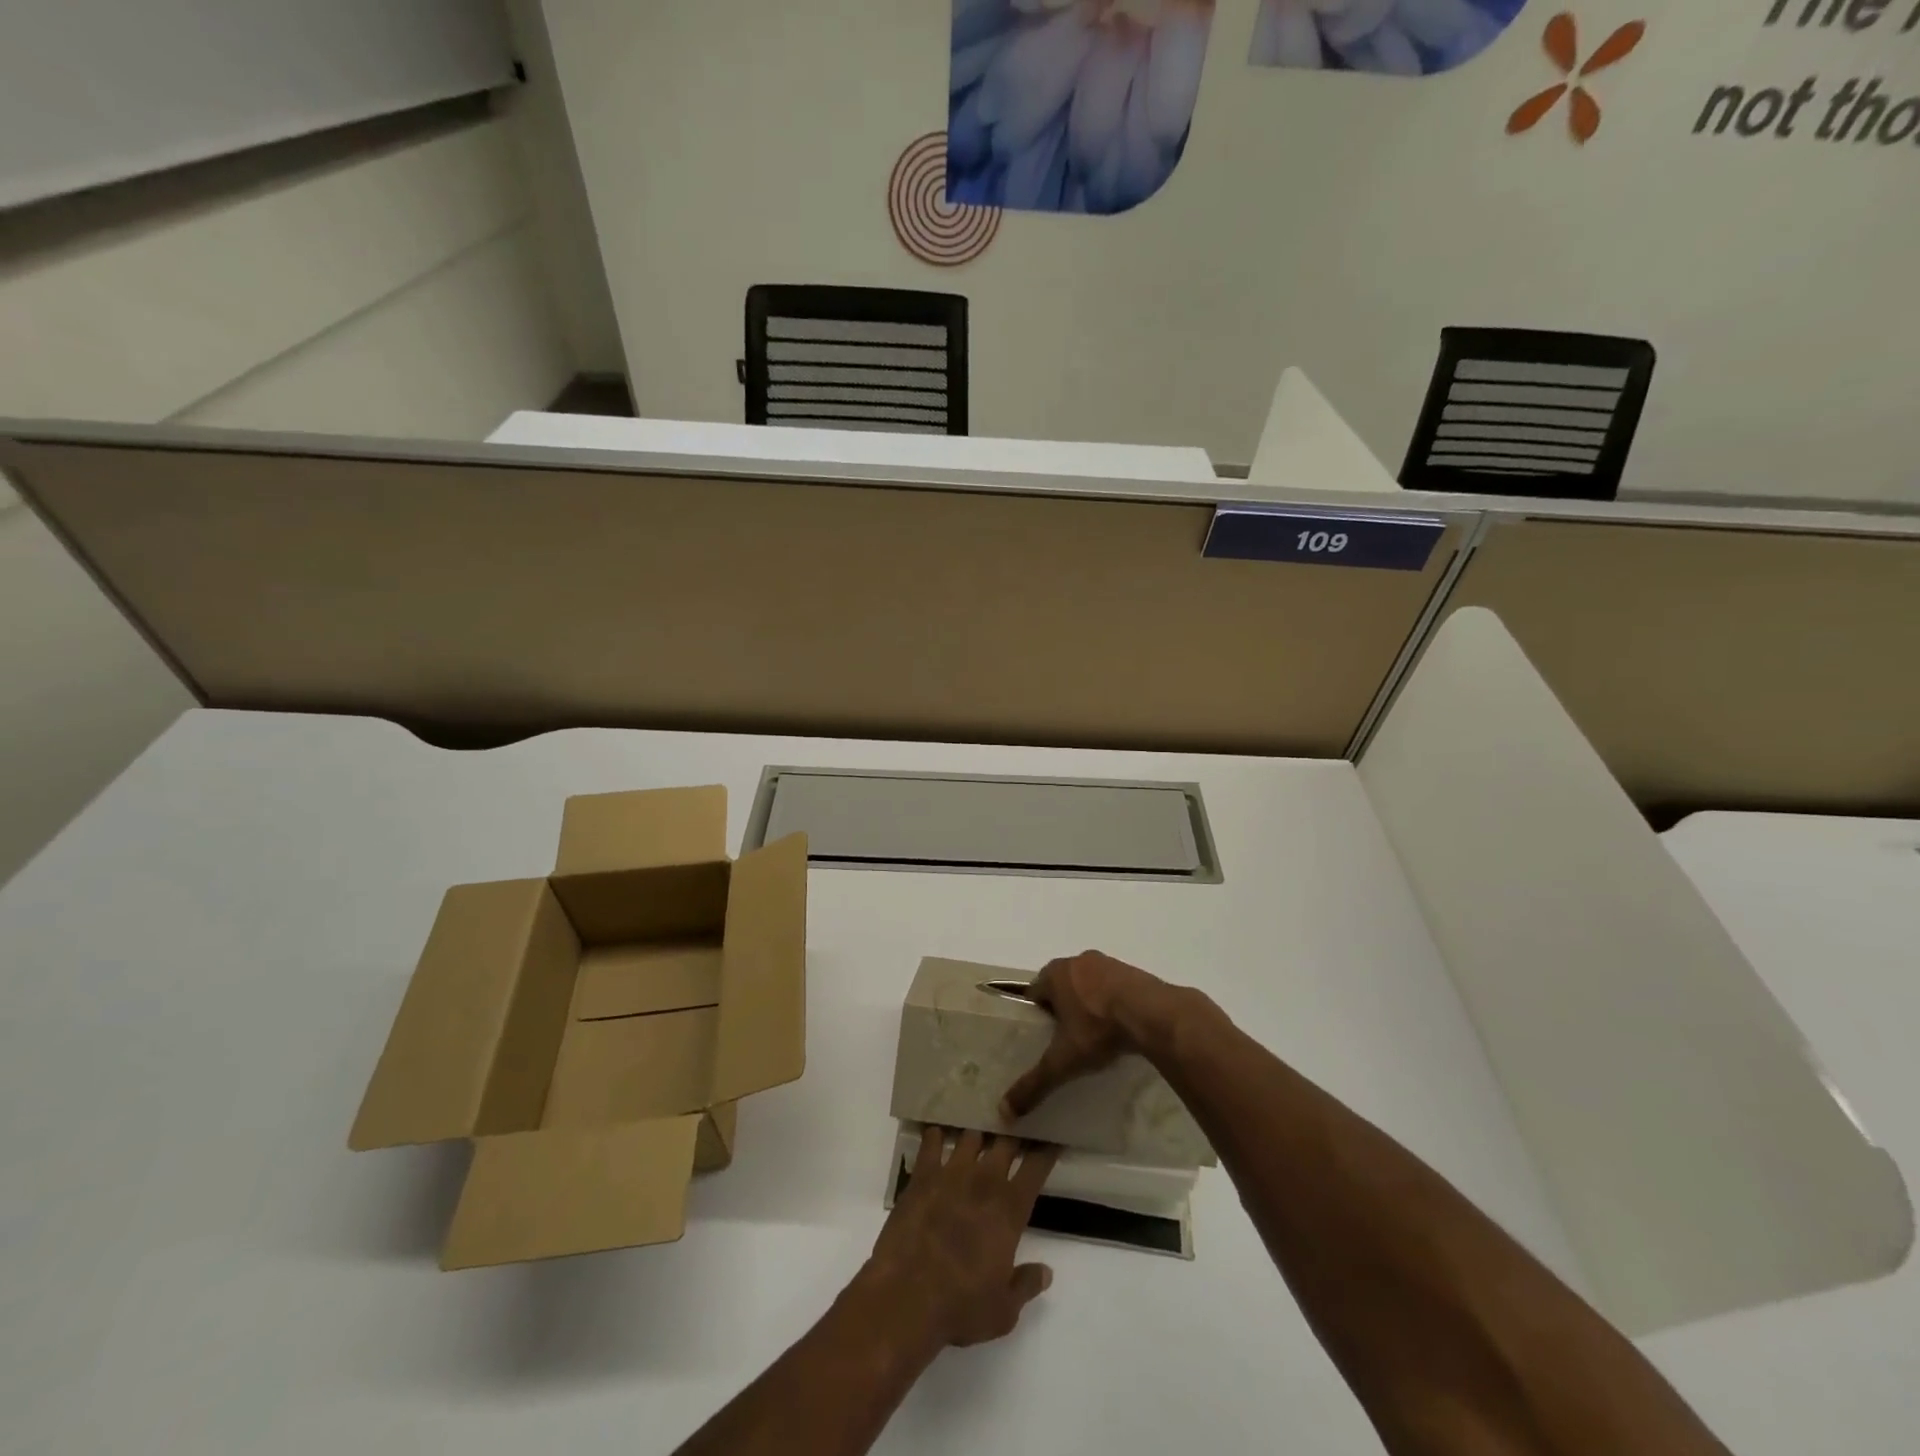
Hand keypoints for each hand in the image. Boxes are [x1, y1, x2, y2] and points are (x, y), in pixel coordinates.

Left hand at [860, 1127, 1059, 1350]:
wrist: (906, 1296)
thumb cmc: (960, 1306)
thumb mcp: (1004, 1310)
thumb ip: (1027, 1285)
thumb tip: (1046, 1271)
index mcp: (1010, 1208)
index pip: (1036, 1166)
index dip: (1046, 1150)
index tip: (1050, 1139)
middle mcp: (984, 1180)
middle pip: (1006, 1141)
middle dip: (1014, 1133)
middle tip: (1016, 1130)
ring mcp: (951, 1172)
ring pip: (971, 1135)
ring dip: (977, 1133)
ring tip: (979, 1131)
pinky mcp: (922, 1175)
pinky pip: (931, 1143)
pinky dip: (936, 1135)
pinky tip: (937, 1134)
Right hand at [1000, 950, 1172, 1119]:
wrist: (1152, 1014)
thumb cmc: (1098, 1029)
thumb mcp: (1063, 1061)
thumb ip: (1034, 1084)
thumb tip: (1005, 1112)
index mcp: (1054, 973)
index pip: (1034, 992)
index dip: (1035, 1013)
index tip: (1041, 1036)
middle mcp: (1077, 961)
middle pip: (1060, 984)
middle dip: (1061, 1007)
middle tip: (1066, 1038)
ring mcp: (1107, 963)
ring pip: (1087, 984)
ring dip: (1087, 1003)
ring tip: (1094, 1034)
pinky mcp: (1131, 970)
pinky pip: (1112, 986)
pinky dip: (1111, 1002)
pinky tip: (1118, 1026)